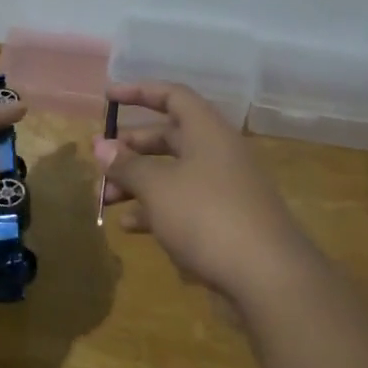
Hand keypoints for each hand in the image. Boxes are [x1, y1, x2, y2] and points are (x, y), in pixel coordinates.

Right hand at [95, 82, 322, 313]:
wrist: (267, 276)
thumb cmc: (207, 216)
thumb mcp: (157, 187)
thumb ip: (126, 165)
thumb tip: (100, 146)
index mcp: (207, 131)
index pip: (172, 96)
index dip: (139, 92)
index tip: (107, 98)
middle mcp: (217, 152)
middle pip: (168, 137)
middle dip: (130, 149)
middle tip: (100, 163)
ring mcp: (223, 187)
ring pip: (172, 173)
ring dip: (137, 182)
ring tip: (106, 200)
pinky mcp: (224, 220)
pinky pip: (183, 204)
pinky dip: (155, 210)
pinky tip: (130, 227)